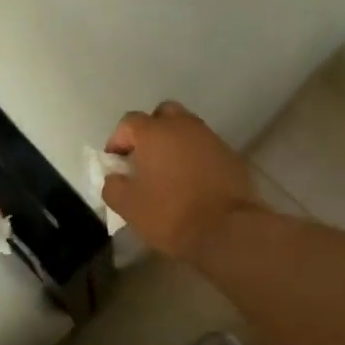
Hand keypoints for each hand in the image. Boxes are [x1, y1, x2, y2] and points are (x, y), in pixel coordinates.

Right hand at [102, 102, 261, 259]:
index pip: (128, 122)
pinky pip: (206, 148)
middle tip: (145, 158)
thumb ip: (113, 186)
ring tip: (169, 172)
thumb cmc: (171, 214)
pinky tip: (193, 182)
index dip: (118, 140)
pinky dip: (196, 158)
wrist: (228, 230)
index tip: (116, 163)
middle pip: (162, 115)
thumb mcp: (128, 206)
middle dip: (150, 131)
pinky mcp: (231, 155)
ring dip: (175, 144)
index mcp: (154, 132)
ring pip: (187, 130)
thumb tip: (115, 177)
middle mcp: (183, 126)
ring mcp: (211, 138)